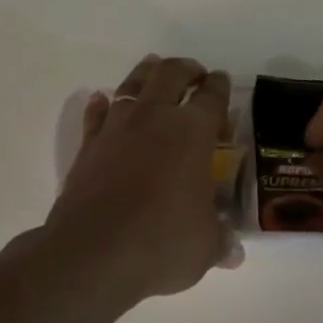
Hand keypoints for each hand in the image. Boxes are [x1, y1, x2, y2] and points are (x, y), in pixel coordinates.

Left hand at [43, 54, 238, 304]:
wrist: (92, 253)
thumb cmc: (161, 243)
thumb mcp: (204, 246)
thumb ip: (220, 240)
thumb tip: (234, 252)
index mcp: (193, 133)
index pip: (212, 97)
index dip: (220, 86)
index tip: (221, 82)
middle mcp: (154, 118)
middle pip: (171, 74)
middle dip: (186, 69)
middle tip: (195, 75)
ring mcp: (116, 128)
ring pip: (132, 84)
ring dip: (146, 73)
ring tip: (154, 70)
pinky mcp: (88, 145)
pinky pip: (96, 114)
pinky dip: (102, 104)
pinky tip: (102, 100)